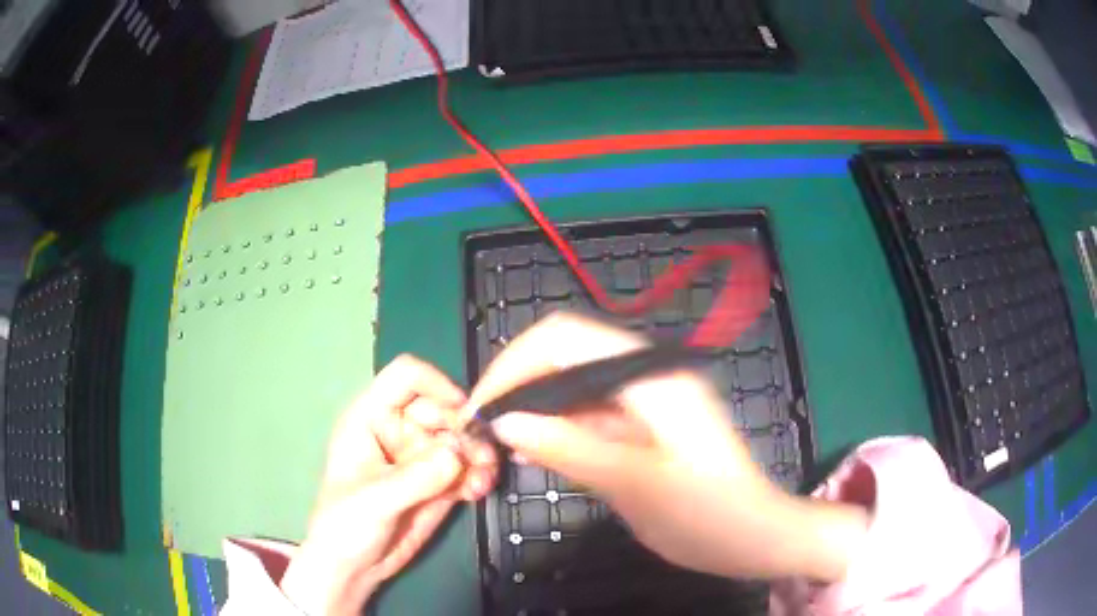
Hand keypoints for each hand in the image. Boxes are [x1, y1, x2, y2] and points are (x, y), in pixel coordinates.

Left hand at [281, 355, 496, 614]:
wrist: (353, 567)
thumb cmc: (345, 525)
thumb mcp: (374, 500)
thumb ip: (415, 478)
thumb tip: (457, 455)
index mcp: (371, 418)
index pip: (406, 377)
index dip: (437, 386)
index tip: (463, 414)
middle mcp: (399, 430)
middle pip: (443, 408)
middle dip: (466, 430)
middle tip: (480, 459)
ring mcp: (421, 457)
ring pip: (462, 438)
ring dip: (478, 455)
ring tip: (482, 480)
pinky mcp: (438, 482)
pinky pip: (467, 467)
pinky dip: (478, 475)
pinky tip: (477, 493)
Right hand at [466, 313, 866, 582]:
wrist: (755, 537)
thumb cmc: (709, 515)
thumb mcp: (636, 486)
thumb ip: (570, 450)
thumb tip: (505, 422)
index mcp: (650, 375)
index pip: (564, 338)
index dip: (513, 364)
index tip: (480, 409)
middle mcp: (645, 374)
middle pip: (563, 355)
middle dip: (518, 385)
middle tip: (483, 431)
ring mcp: (644, 399)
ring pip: (571, 384)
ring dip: (533, 408)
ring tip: (500, 446)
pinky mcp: (642, 423)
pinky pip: (587, 412)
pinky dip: (556, 427)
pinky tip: (535, 453)